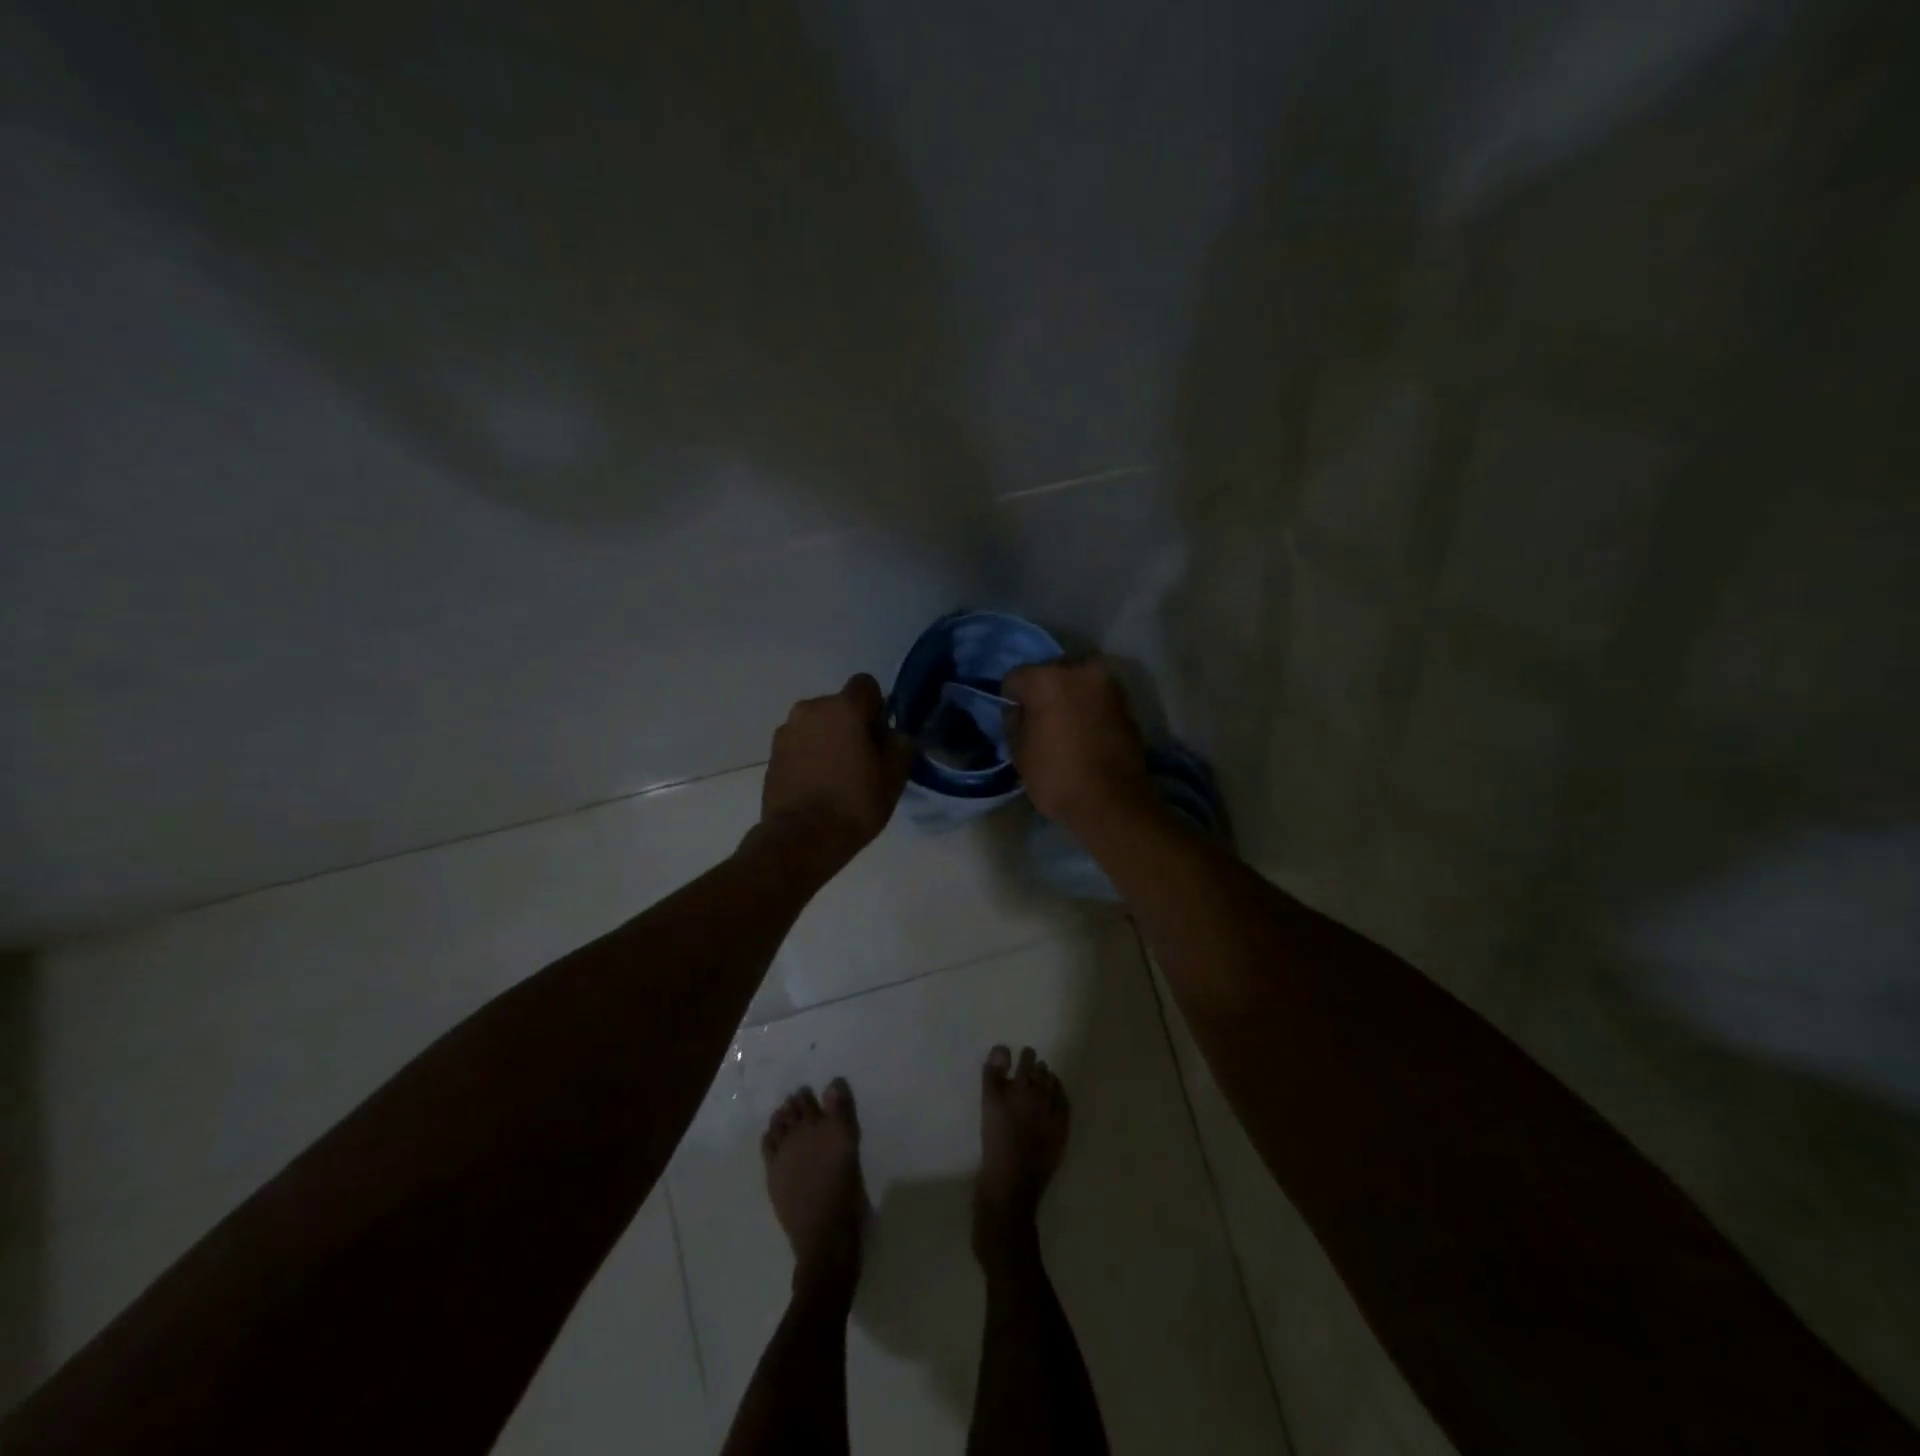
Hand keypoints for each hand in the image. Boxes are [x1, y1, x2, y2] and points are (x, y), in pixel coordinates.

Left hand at [761, 674, 912, 870]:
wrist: (800, 840)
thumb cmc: (854, 804)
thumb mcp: (894, 776)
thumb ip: (899, 745)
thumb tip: (891, 735)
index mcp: (843, 708)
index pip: (866, 685)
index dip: (877, 707)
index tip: (880, 736)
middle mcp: (810, 709)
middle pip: (839, 706)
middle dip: (851, 725)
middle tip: (862, 760)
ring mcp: (786, 731)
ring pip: (817, 725)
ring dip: (828, 740)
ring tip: (837, 776)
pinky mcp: (772, 754)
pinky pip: (800, 744)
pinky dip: (810, 756)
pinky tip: (818, 785)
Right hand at [1001, 659, 1149, 829]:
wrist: (1113, 801)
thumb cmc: (1057, 776)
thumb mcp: (1020, 753)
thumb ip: (1015, 722)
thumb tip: (1020, 711)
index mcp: (1047, 679)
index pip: (1016, 677)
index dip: (1011, 697)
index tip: (1014, 717)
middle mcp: (1080, 672)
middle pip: (1052, 674)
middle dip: (1044, 692)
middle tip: (1040, 720)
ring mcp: (1109, 687)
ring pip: (1079, 685)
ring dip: (1070, 699)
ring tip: (1065, 728)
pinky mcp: (1127, 706)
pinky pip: (1098, 701)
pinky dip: (1090, 711)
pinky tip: (1086, 735)